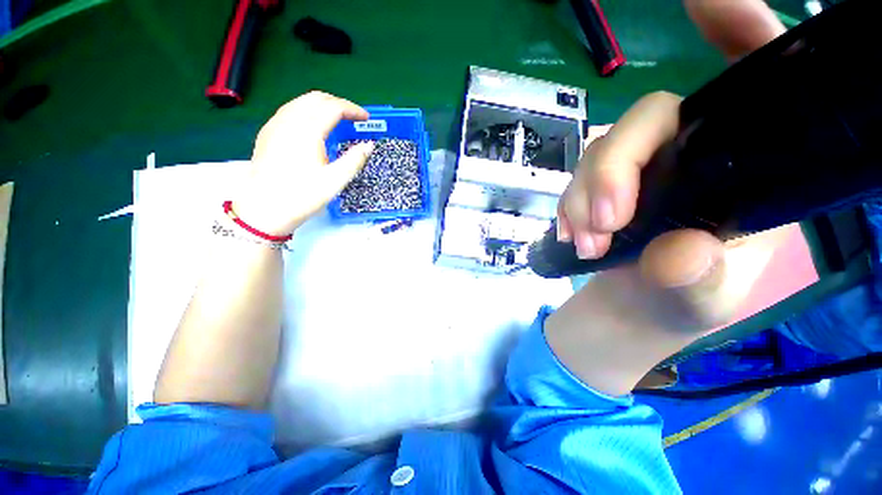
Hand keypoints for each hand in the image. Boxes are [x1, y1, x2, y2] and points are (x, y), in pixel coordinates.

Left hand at [233, 91, 374, 235]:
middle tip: (353, 118)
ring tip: (337, 120)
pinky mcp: (267, 133)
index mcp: (307, 130)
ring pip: (301, 101)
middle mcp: (289, 120)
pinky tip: (313, 127)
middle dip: (338, 103)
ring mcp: (275, 125)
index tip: (366, 118)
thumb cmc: (303, 196)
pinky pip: (290, 110)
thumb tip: (369, 145)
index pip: (333, 107)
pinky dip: (307, 111)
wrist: (264, 209)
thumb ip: (355, 160)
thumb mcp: (335, 181)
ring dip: (322, 105)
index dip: (352, 109)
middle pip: (316, 98)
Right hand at [546, 1, 788, 395]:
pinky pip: (576, 182)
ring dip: (583, 199)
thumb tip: (679, 253)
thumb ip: (699, 278)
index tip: (706, 3)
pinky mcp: (603, 189)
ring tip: (585, 244)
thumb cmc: (688, 302)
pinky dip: (568, 208)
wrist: (639, 308)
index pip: (752, 83)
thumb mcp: (703, 298)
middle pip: (648, 121)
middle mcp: (691, 153)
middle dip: (615, 168)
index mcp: (743, 167)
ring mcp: (640, 170)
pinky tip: (571, 237)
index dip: (736, 31)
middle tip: (604, 223)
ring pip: (600, 155)